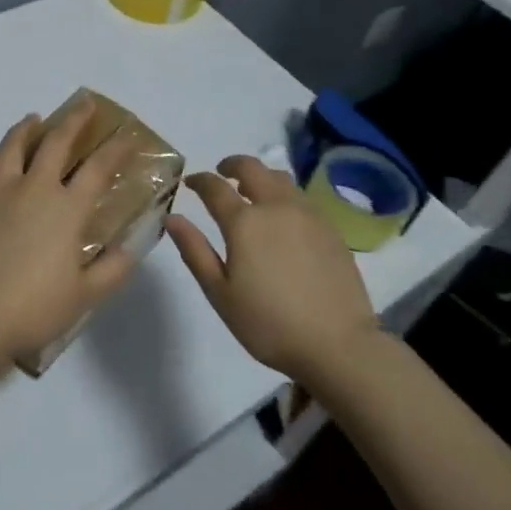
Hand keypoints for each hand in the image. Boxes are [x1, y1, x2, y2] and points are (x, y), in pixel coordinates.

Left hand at [0, 102, 136, 369]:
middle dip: (74, 119)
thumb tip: (131, 247)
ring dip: (26, 128)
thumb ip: (114, 268)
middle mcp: (34, 188)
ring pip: (12, 145)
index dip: (115, 149)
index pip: (98, 168)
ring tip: (33, 119)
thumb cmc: (35, 308)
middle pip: (56, 142)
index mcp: (67, 208)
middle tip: (84, 104)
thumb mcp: (87, 295)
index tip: (127, 135)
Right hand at [165, 154, 377, 381]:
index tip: (189, 183)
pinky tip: (282, 216)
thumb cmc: (269, 324)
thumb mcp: (220, 293)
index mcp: (245, 222)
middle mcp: (276, 207)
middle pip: (252, 168)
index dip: (199, 180)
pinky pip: (301, 197)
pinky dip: (284, 194)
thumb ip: (195, 251)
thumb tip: (172, 218)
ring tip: (252, 191)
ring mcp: (308, 215)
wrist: (337, 344)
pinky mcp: (330, 228)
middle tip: (221, 174)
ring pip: (280, 178)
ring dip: (260, 176)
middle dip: (232, 165)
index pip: (215, 187)